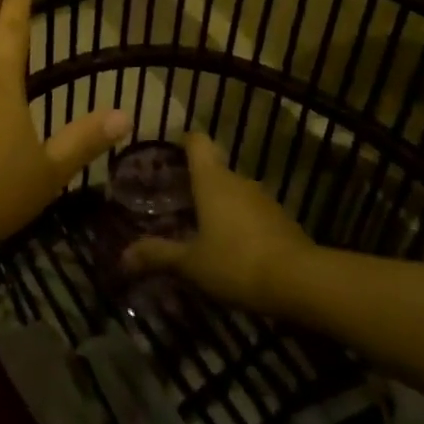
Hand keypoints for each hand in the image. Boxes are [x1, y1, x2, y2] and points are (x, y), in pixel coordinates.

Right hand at [122, 131, 313, 311]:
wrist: (302, 282)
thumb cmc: (237, 262)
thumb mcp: (191, 264)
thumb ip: (158, 256)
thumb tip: (122, 257)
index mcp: (212, 179)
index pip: (196, 142)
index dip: (182, 142)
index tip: (167, 153)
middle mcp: (238, 180)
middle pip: (214, 167)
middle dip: (195, 180)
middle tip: (174, 199)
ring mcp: (263, 199)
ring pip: (234, 191)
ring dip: (219, 203)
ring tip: (200, 226)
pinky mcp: (281, 221)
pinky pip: (252, 213)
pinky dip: (239, 222)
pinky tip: (231, 247)